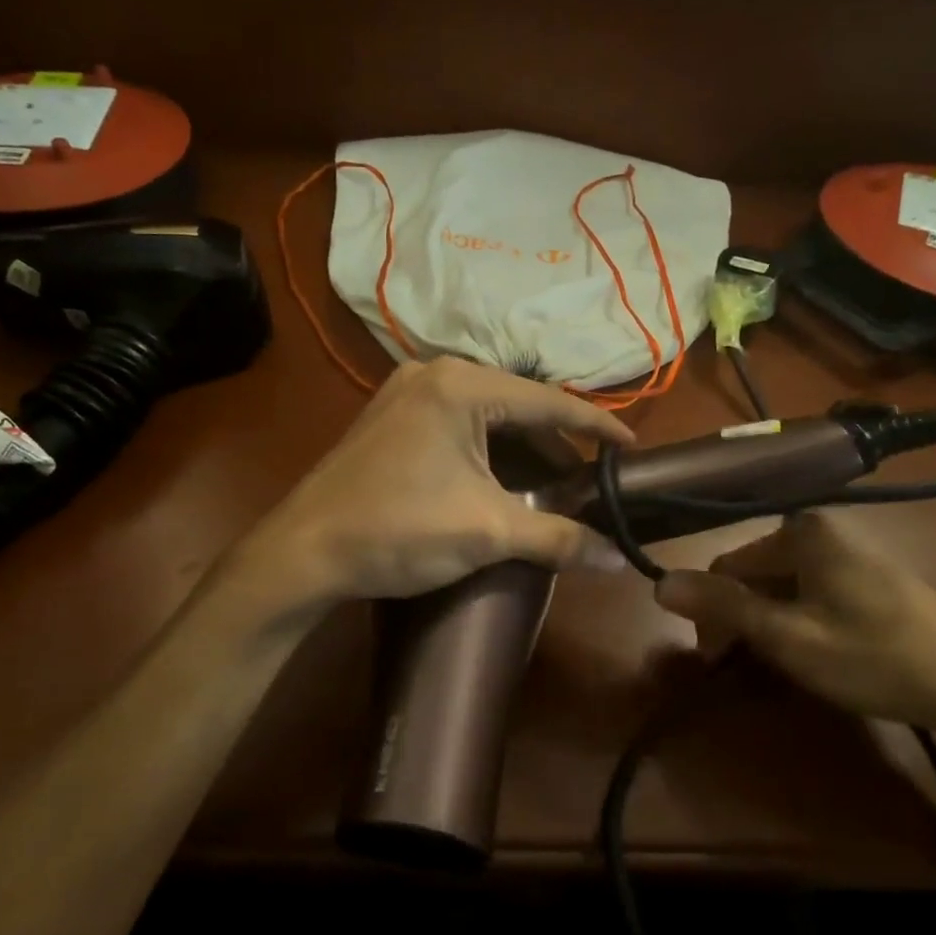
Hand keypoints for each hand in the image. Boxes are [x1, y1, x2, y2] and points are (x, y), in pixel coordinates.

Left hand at [240, 359, 633, 606]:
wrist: (303, 552)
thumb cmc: (398, 530)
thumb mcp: (487, 532)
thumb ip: (559, 538)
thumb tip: (620, 561)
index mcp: (461, 385)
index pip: (549, 402)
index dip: (596, 427)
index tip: (632, 449)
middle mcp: (434, 373)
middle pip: (517, 406)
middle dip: (555, 446)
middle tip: (590, 482)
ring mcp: (406, 393)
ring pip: (486, 416)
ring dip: (521, 451)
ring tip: (553, 487)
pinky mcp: (390, 418)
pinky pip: (457, 424)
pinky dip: (487, 451)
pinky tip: (502, 481)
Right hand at [655, 512, 935, 742]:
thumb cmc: (875, 658)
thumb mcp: (788, 637)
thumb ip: (722, 607)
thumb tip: (659, 583)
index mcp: (800, 533)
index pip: (727, 568)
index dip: (713, 615)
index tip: (718, 662)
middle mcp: (822, 532)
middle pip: (754, 576)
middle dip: (741, 621)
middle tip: (748, 670)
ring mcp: (849, 555)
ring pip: (782, 589)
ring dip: (769, 626)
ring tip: (784, 669)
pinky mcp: (869, 580)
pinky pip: (812, 595)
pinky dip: (799, 624)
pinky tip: (815, 657)